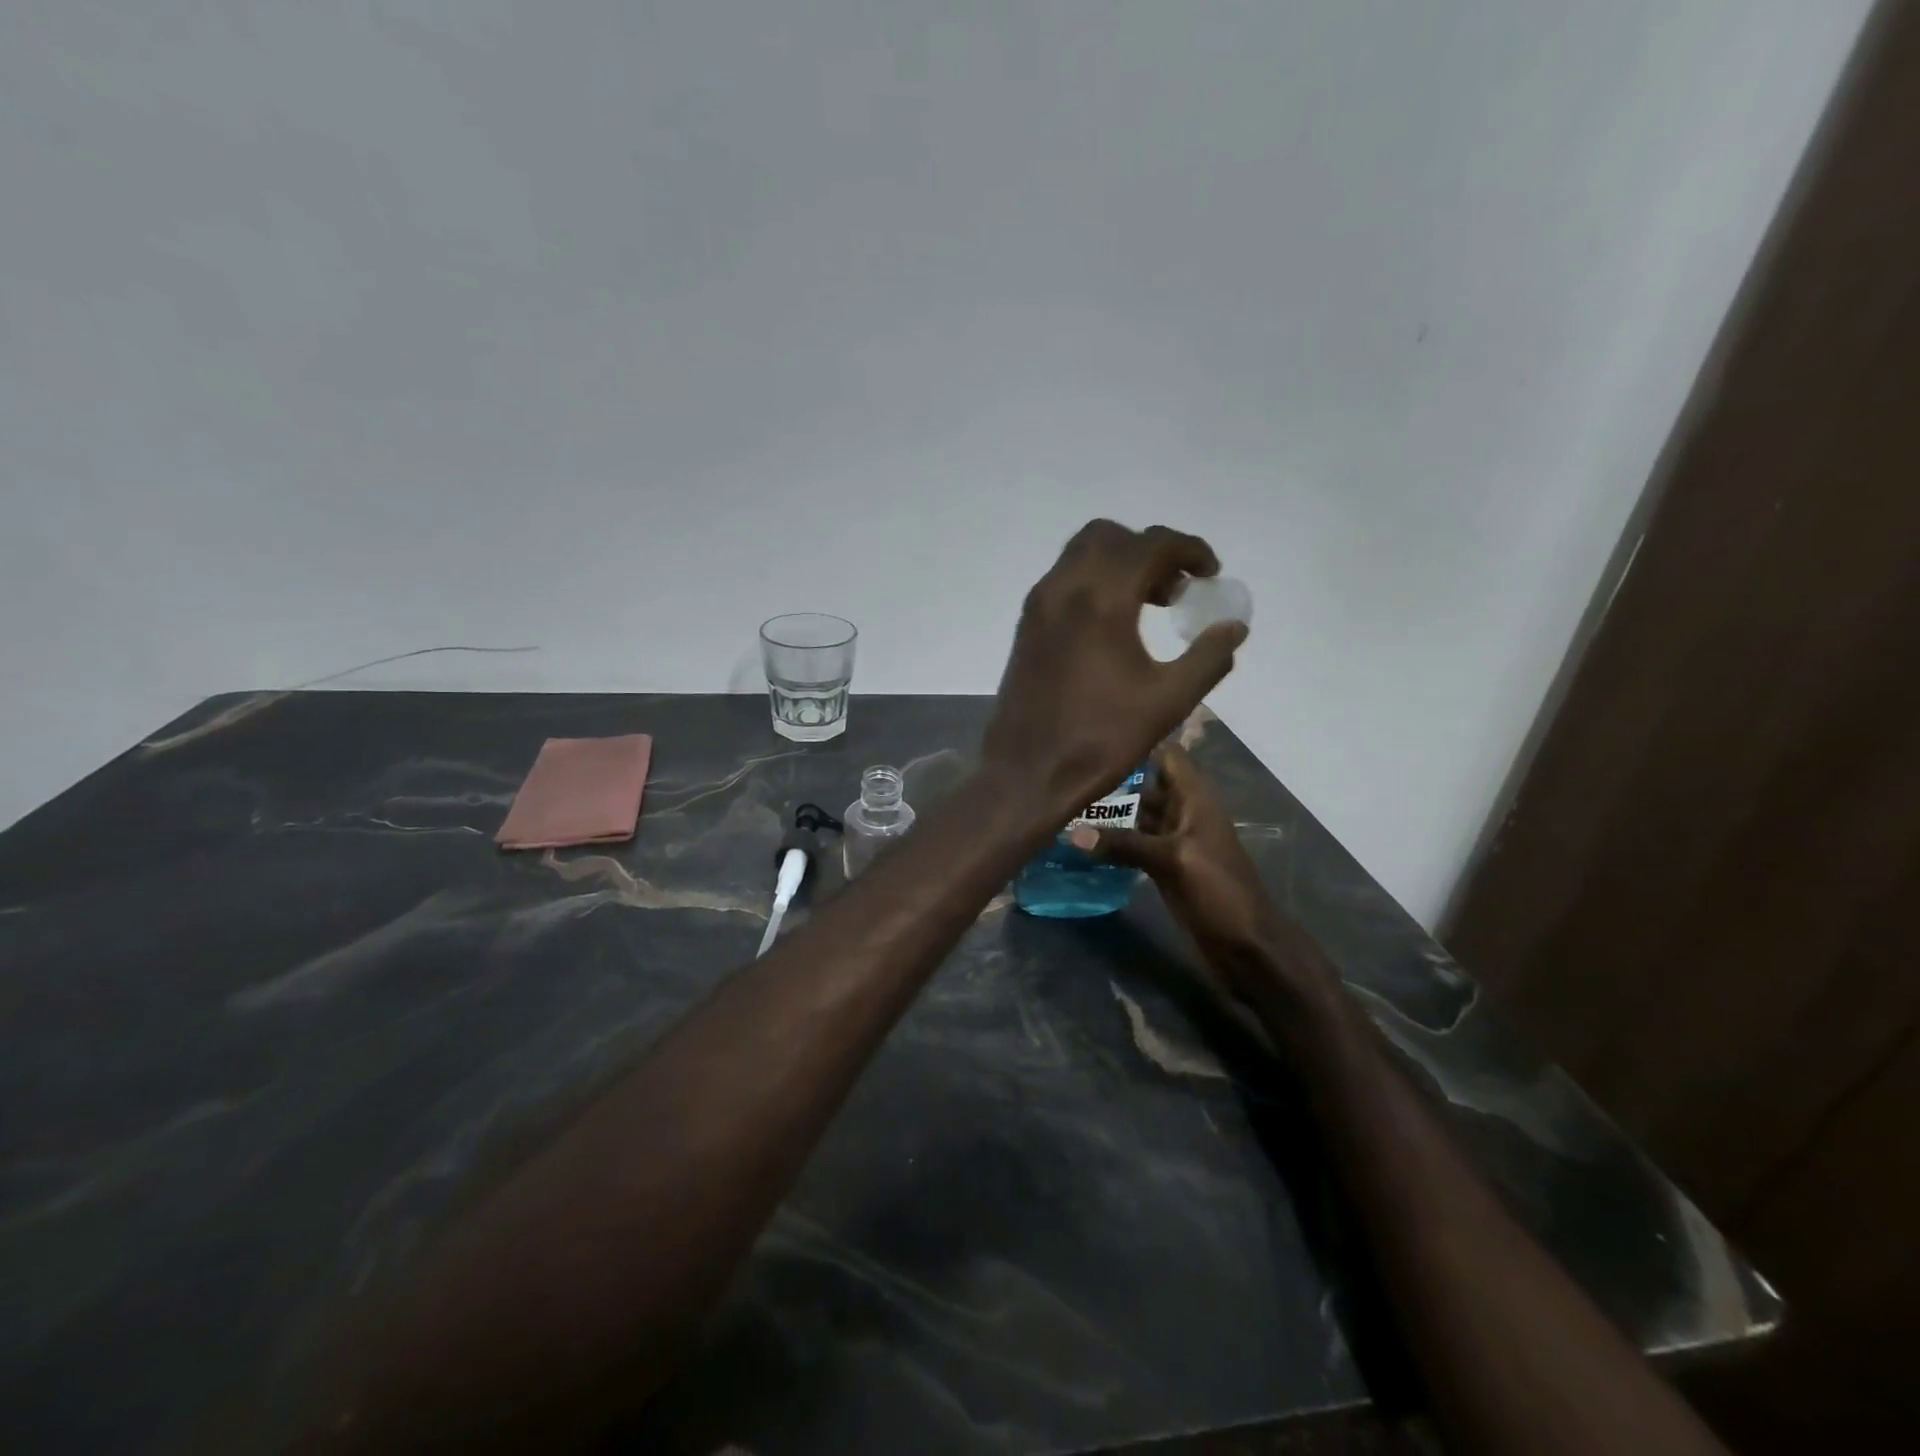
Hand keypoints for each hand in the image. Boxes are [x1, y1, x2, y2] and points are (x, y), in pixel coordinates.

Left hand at [981, 520, 1247, 819]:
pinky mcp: (1026, 625)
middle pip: (1112, 537)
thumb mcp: (1168, 702)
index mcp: (1101, 600)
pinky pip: (1063, 579)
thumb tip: (1234, 627)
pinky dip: (1093, 581)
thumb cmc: (1100, 739)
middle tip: (1176, 589)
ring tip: (1149, 604)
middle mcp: (1064, 588)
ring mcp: (1039, 605)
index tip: (1210, 574)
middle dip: (1150, 551)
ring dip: (1119, 562)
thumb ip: (1208, 658)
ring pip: (1081, 553)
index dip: (1189, 550)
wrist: (1027, 771)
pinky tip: (1113, 623)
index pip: (1151, 544)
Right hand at [1071, 743, 1280, 992]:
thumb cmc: (1219, 892)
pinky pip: (1133, 845)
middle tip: (1064, 779)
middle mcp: (1183, 813)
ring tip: (1063, 807)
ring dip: (1106, 814)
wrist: (1246, 947)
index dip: (1137, 746)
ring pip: (1136, 817)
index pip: (1167, 756)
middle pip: (1144, 786)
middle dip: (1111, 782)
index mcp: (1194, 799)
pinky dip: (1111, 844)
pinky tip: (1079, 845)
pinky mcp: (1163, 867)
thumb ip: (1124, 844)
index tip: (1095, 746)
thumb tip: (1072, 834)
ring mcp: (1172, 841)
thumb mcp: (1172, 861)